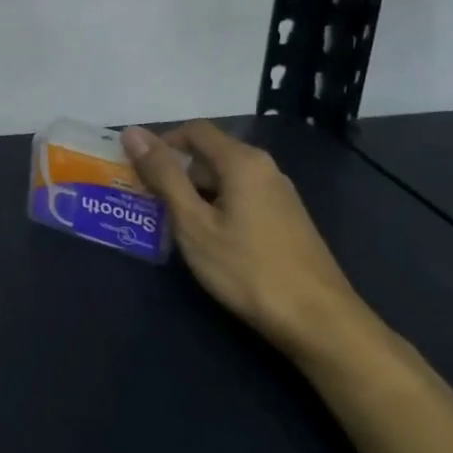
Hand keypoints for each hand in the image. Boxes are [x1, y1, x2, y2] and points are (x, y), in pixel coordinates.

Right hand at [121, 121, 377, 363]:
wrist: (319, 321)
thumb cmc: (247, 269)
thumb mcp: (193, 222)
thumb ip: (164, 175)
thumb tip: (132, 132)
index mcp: (242, 161)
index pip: (194, 130)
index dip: (161, 143)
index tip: (138, 171)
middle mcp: (265, 168)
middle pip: (210, 154)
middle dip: (176, 173)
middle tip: (149, 204)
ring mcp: (280, 195)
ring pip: (225, 179)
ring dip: (194, 194)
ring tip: (172, 226)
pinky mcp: (286, 219)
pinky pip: (241, 198)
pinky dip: (217, 208)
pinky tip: (208, 241)